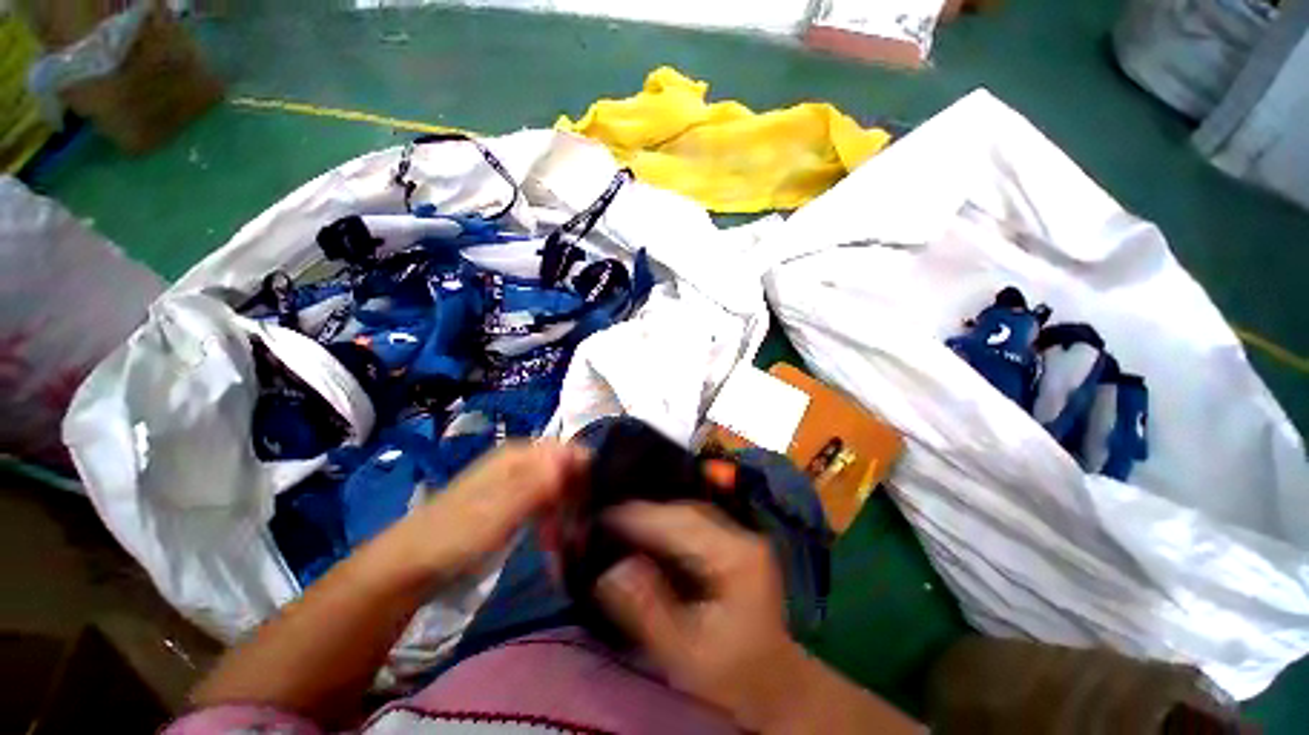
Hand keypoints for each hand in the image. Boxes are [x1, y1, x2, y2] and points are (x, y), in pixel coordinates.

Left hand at [404, 440, 588, 580]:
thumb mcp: (501, 509)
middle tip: (581, 531)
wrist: (410, 566)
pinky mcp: (512, 502)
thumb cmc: (457, 535)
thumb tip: (576, 455)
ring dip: (567, 513)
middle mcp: (522, 461)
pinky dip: (553, 521)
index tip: (596, 506)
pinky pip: (545, 503)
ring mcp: (516, 481)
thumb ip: (539, 481)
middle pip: (566, 470)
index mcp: (521, 454)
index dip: (587, 474)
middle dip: (578, 498)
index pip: (570, 451)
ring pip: (558, 489)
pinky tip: (552, 542)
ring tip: (567, 543)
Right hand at [594, 501, 808, 729]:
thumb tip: (613, 569)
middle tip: (610, 517)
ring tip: (625, 522)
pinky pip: (697, 523)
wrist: (772, 684)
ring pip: (692, 513)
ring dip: (658, 515)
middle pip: (688, 512)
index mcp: (738, 558)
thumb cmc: (730, 674)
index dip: (642, 517)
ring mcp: (743, 537)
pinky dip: (671, 524)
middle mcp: (744, 537)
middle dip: (648, 513)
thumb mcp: (684, 653)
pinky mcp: (737, 544)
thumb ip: (648, 611)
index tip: (606, 516)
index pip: (683, 523)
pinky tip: (651, 531)